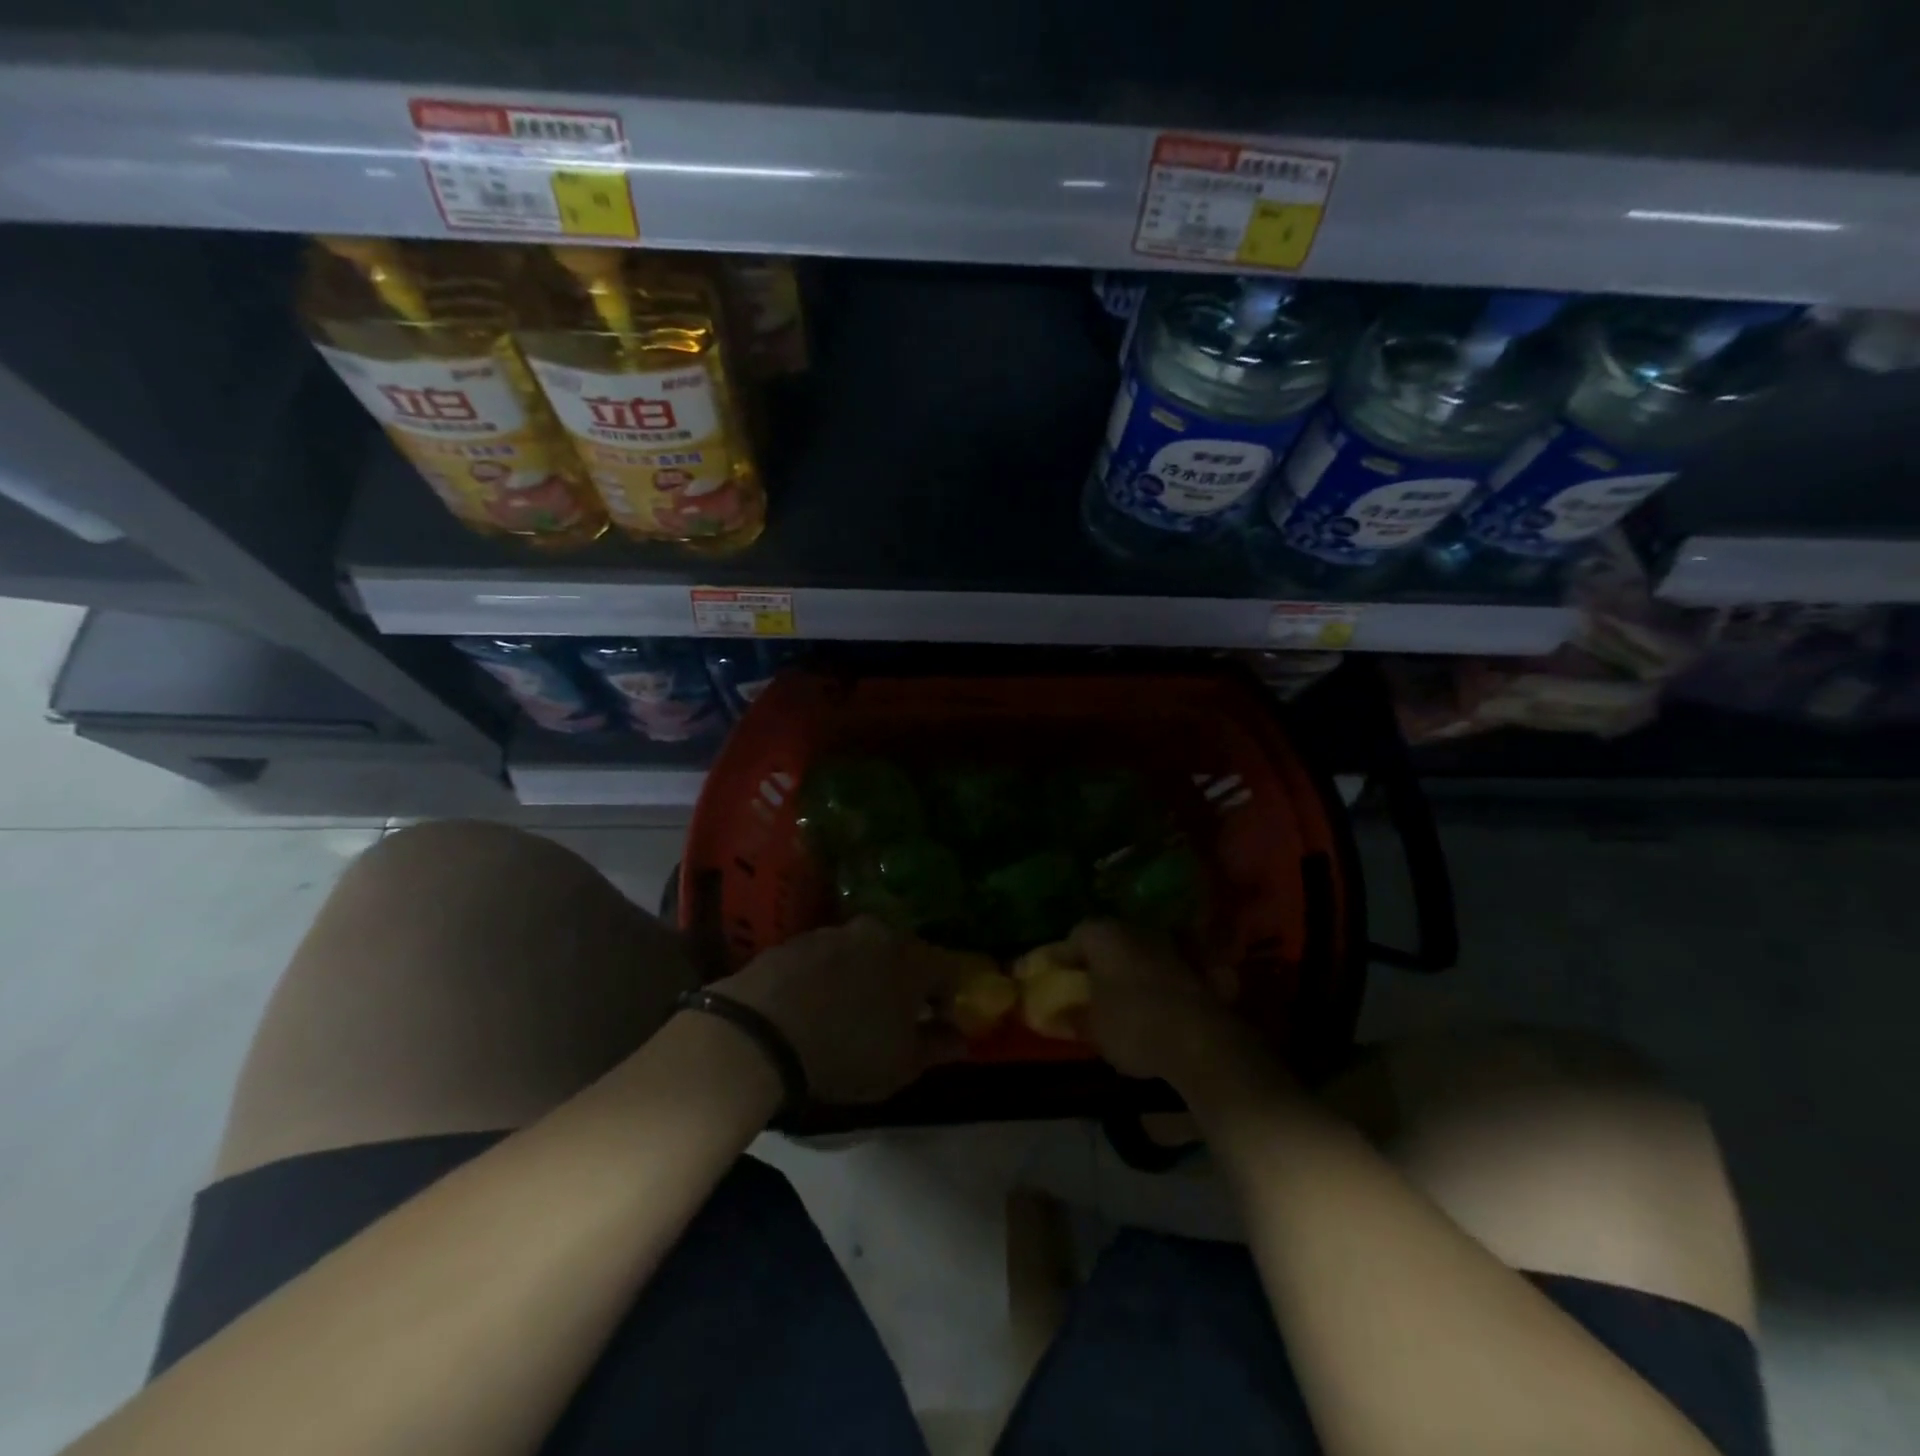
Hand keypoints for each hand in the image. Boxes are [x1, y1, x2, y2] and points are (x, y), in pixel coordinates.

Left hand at [711, 917, 968, 1103]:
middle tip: (895, 1016)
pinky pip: (826, 959)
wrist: (759, 1032)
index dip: (949, 999)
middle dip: (905, 983)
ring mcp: (834, 932)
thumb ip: (937, 1046)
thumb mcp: (901, 1065)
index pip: (949, 970)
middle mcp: (878, 932)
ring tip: (850, 1012)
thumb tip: (959, 1036)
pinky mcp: (796, 940)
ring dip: (866, 976)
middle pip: (904, 955)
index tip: (939, 1024)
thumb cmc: (846, 1051)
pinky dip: (830, 977)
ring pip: (864, 953)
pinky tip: (815, 1006)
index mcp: (913, 957)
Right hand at [1067, 919, 1272, 1093]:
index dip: (1062, 957)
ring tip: (1123, 1001)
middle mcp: (1138, 930)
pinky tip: (1157, 1008)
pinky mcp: (1199, 967)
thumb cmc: (1133, 1026)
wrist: (1202, 1041)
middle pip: (1111, 941)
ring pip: (1142, 954)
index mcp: (1105, 935)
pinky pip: (1170, 971)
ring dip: (1132, 971)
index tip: (1055, 976)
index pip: (1075, 936)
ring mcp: (1172, 945)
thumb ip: (1072, 1018)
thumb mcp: (1093, 1029)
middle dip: (1099, 962)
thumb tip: (1054, 1015)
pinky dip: (1161, 984)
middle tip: (1089, 988)